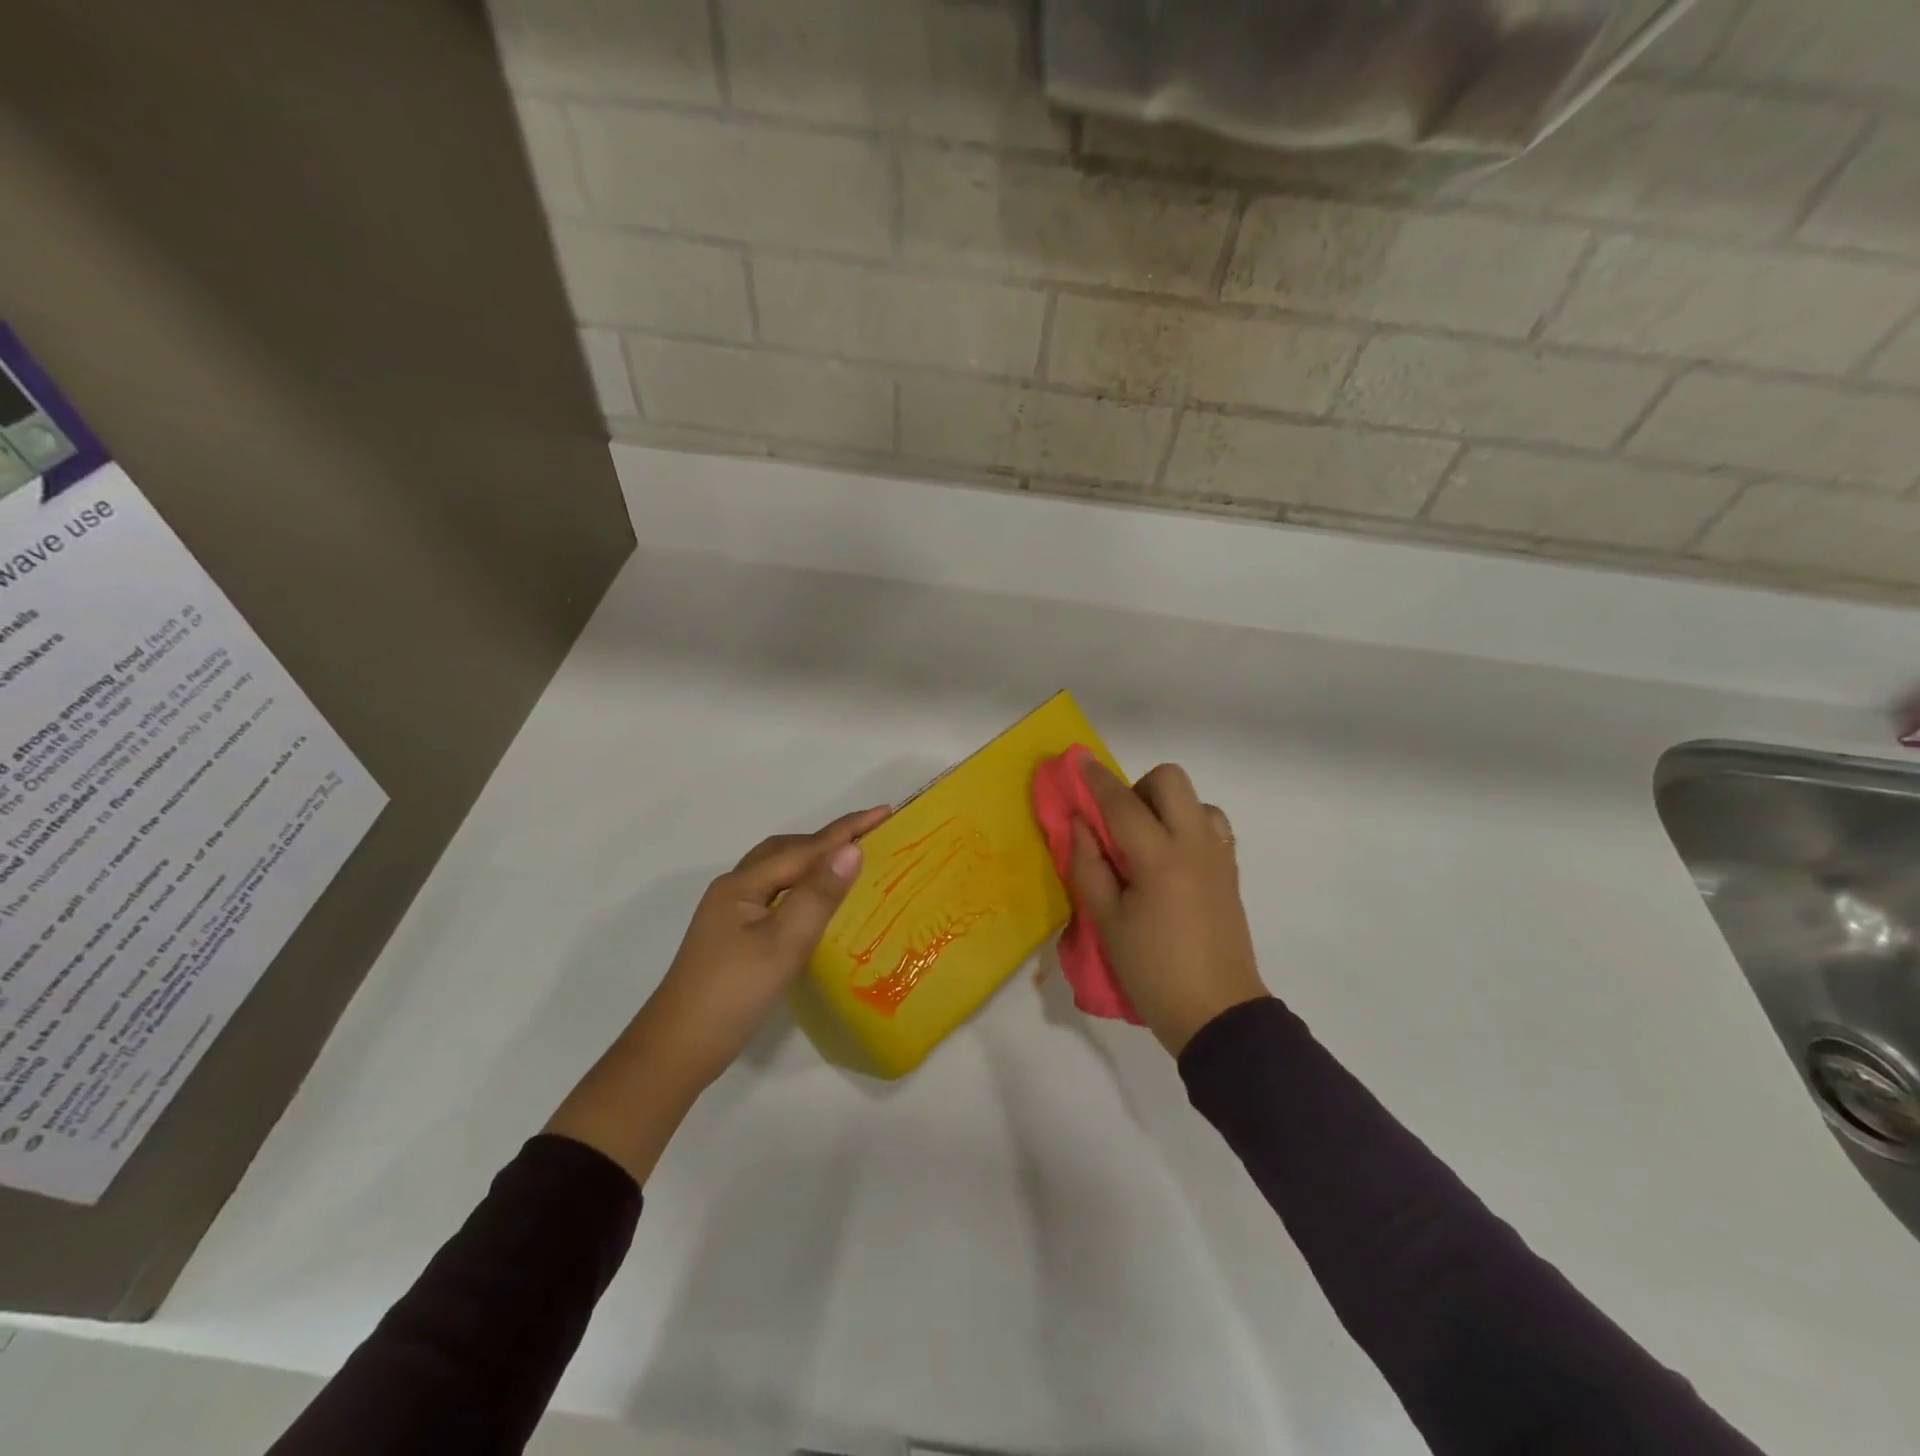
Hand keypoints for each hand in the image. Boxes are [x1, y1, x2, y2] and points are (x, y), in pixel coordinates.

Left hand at [545, 804, 889, 1183]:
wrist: (677, 1050)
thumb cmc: (733, 994)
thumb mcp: (783, 944)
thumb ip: (818, 895)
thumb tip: (851, 850)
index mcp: (743, 884)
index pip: (804, 848)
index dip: (846, 830)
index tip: (884, 811)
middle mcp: (733, 889)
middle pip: (786, 852)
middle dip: (827, 839)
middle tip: (869, 837)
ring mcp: (729, 914)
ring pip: (778, 872)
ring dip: (812, 861)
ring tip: (847, 863)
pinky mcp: (732, 936)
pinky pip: (775, 894)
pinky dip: (801, 886)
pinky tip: (815, 903)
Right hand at [1067, 760, 1265, 1055]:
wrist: (1218, 1013)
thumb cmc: (1153, 970)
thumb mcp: (1107, 922)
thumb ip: (1089, 866)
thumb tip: (1080, 823)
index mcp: (1160, 858)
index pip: (1122, 802)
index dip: (1097, 779)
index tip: (1078, 761)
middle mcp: (1195, 844)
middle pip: (1171, 780)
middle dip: (1138, 786)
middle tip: (1118, 823)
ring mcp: (1219, 856)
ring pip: (1196, 800)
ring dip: (1166, 806)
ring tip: (1146, 843)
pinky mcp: (1230, 872)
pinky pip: (1211, 825)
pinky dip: (1188, 825)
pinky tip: (1170, 859)